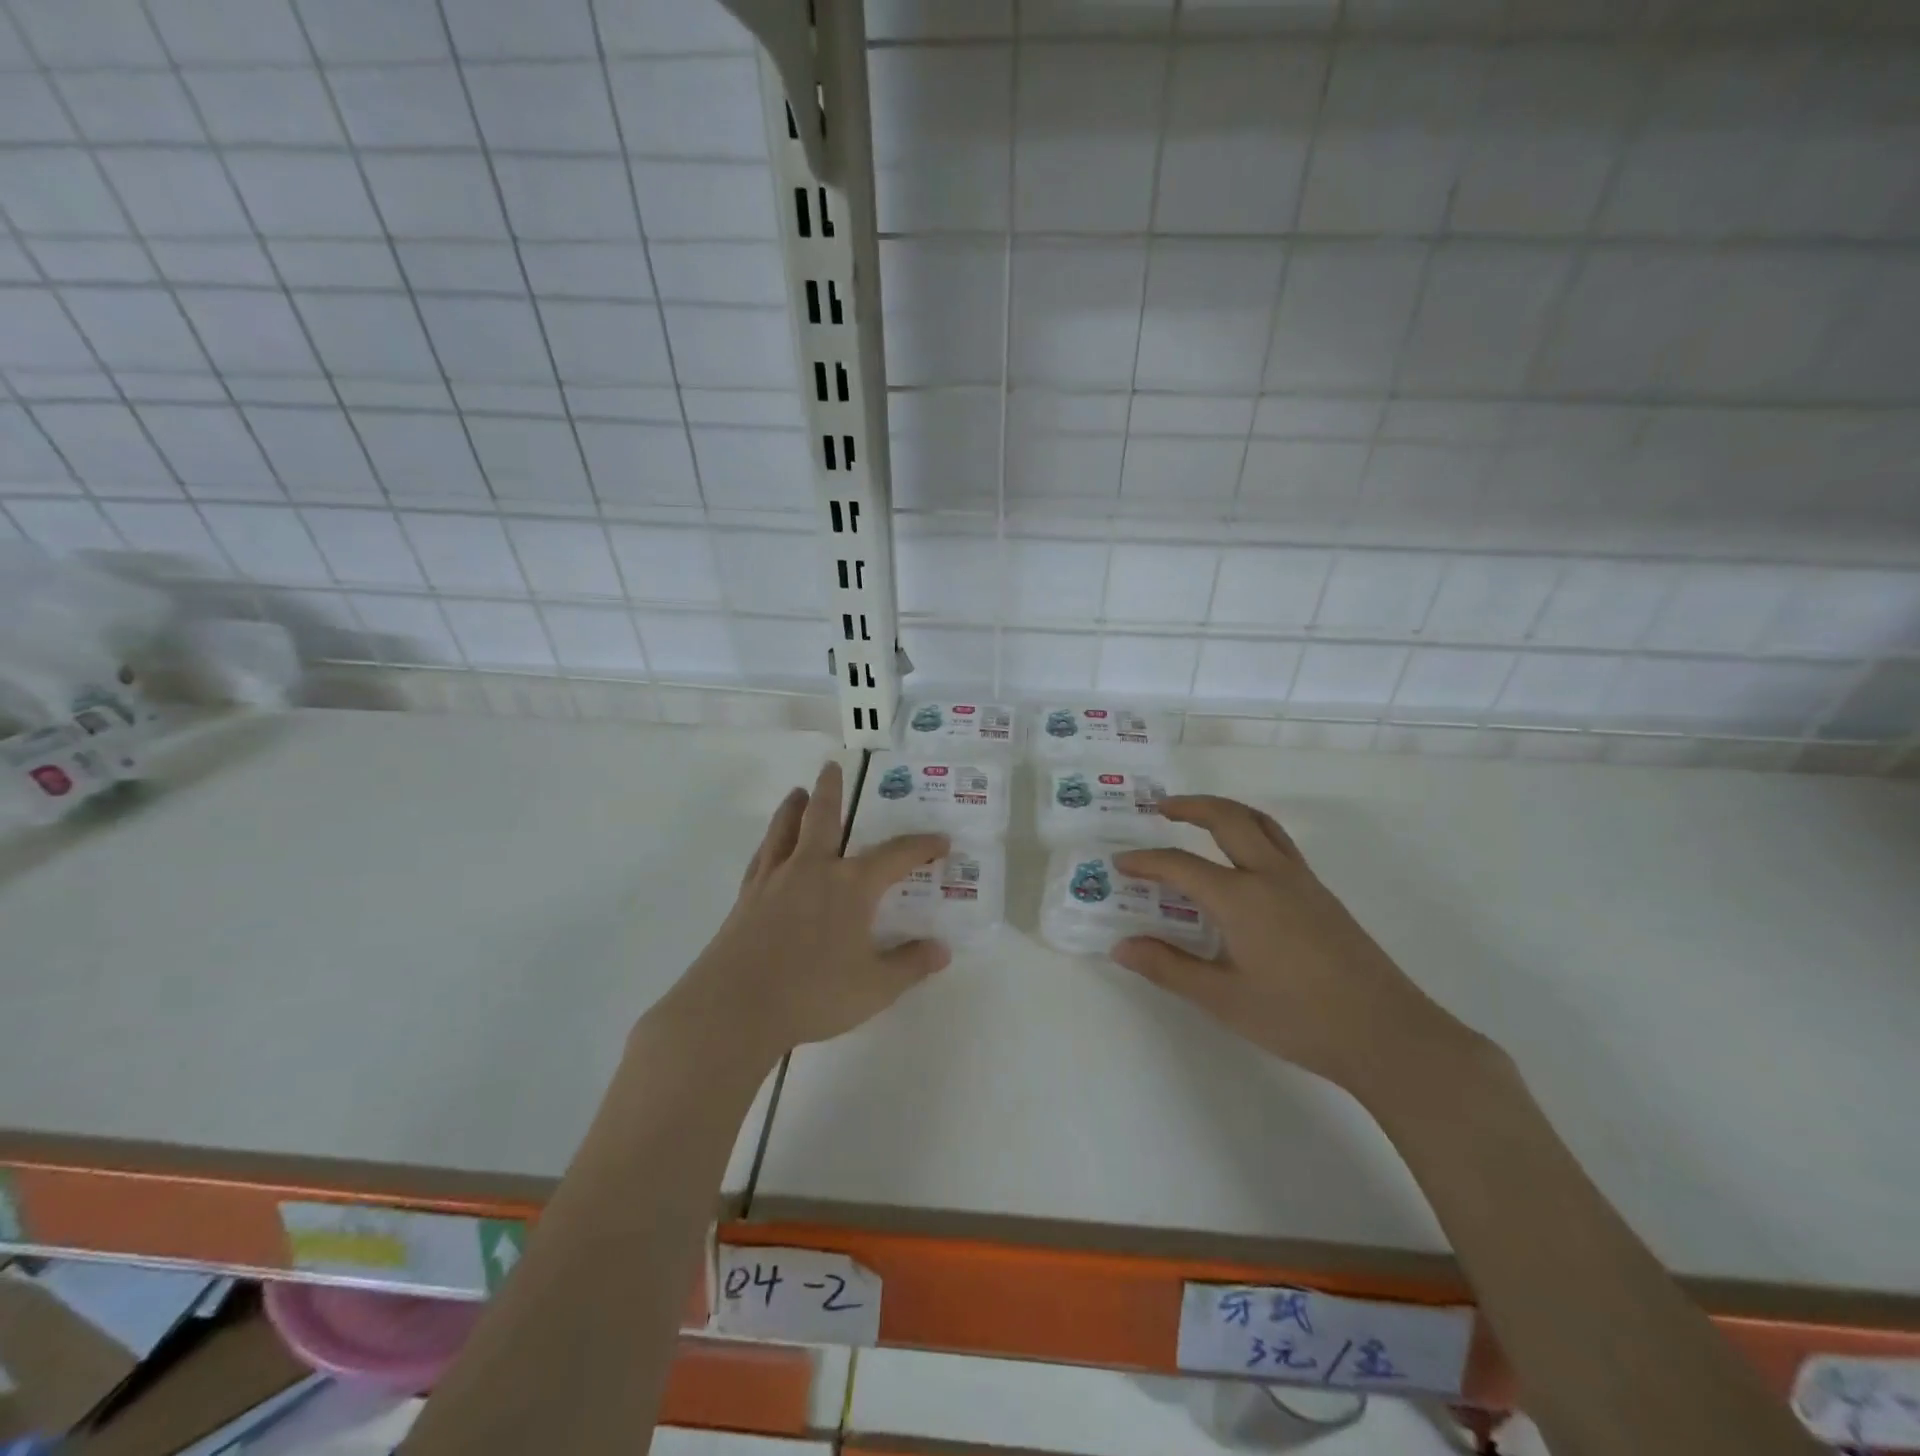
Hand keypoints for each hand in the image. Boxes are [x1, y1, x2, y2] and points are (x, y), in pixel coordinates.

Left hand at [666, 761, 949, 1058]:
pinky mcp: (747, 896)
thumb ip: (910, 965)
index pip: (896, 855)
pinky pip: (762, 856)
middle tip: (833, 766)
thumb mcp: (875, 987)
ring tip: (798, 792)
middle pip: (824, 817)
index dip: (922, 847)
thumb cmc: (813, 994)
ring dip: (794, 807)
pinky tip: (770, 846)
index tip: (941, 841)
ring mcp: (775, 879)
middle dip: (832, 790)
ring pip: (785, 829)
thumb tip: (942, 950)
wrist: (735, 1007)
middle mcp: (813, 869)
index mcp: (851, 886)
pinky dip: (770, 841)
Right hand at [1113, 796, 1477, 1100]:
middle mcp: (1270, 876)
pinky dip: (1250, 831)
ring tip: (1199, 816)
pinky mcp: (1322, 895)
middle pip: (1227, 819)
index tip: (1120, 863)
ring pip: (1260, 823)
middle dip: (1190, 806)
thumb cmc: (1297, 1018)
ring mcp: (1302, 881)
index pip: (1179, 866)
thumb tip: (1121, 947)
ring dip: (1225, 811)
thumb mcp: (1223, 998)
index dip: (1145, 861)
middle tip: (1160, 807)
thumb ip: (1168, 968)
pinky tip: (1241, 861)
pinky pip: (1279, 843)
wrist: (1387, 1034)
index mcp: (1240, 898)